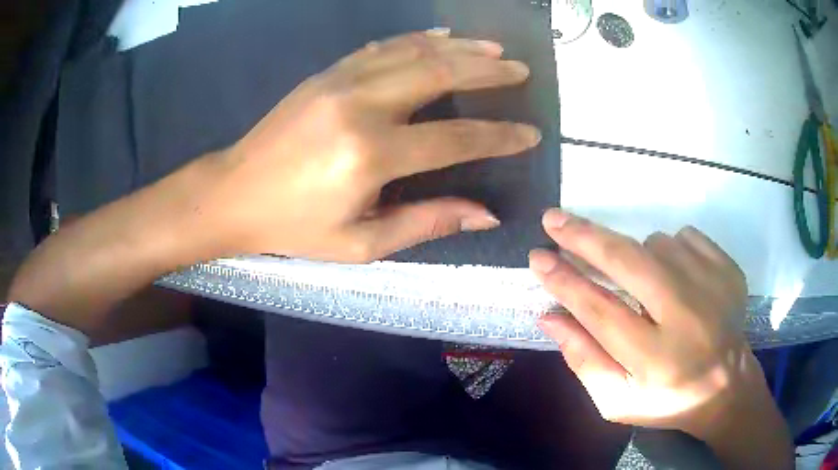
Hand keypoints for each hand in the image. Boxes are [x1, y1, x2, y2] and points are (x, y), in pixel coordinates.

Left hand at [201, 29, 540, 261]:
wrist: (234, 193)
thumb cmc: (295, 226)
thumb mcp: (361, 243)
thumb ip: (426, 223)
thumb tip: (485, 214)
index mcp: (370, 156)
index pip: (455, 138)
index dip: (498, 136)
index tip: (530, 133)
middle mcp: (361, 106)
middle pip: (440, 75)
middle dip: (488, 71)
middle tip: (521, 71)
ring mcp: (341, 81)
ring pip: (414, 52)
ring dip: (461, 48)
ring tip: (496, 49)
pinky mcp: (327, 73)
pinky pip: (382, 47)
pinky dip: (418, 39)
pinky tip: (442, 37)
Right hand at [529, 209, 792, 467]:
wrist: (727, 385)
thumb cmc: (667, 400)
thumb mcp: (617, 401)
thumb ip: (584, 361)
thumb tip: (549, 316)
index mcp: (655, 360)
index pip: (600, 311)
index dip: (565, 282)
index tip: (537, 258)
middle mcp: (686, 318)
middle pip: (628, 262)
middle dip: (585, 237)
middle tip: (553, 219)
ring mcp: (712, 286)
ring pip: (656, 243)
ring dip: (637, 256)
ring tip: (645, 287)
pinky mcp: (727, 268)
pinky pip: (685, 237)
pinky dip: (669, 250)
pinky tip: (674, 278)